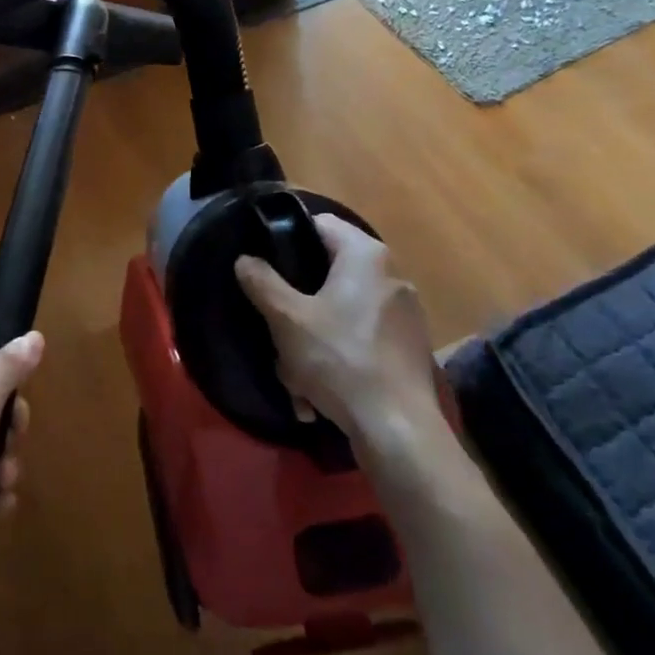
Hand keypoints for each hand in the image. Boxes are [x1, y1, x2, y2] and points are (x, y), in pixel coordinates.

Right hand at [234, 214, 441, 445]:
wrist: (398, 430)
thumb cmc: (340, 359)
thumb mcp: (287, 319)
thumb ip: (262, 282)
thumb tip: (245, 260)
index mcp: (366, 255)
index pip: (320, 224)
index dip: (288, 238)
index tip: (265, 264)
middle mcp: (391, 275)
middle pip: (329, 273)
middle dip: (299, 303)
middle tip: (276, 326)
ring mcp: (405, 314)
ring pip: (342, 312)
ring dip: (313, 339)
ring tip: (294, 374)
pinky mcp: (409, 348)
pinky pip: (360, 340)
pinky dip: (338, 359)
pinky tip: (319, 394)